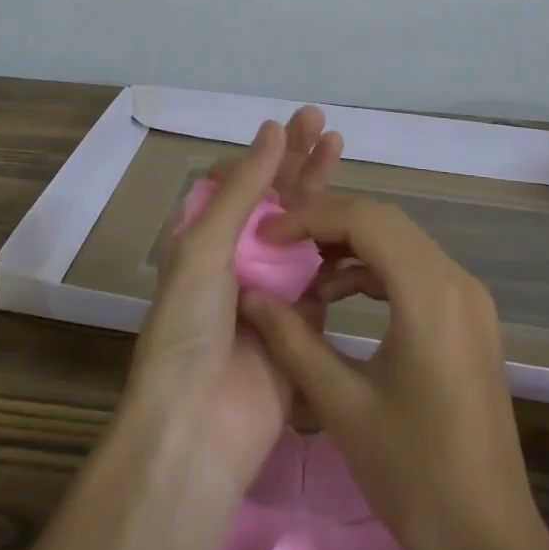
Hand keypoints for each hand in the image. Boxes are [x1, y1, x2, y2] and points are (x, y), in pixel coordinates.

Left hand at [122, 107, 342, 490]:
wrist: (199, 426)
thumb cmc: (189, 326)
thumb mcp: (206, 246)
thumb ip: (245, 188)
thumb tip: (272, 129)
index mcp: (206, 238)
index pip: (241, 181)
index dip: (268, 151)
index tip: (296, 124)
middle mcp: (239, 257)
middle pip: (275, 198)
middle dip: (298, 159)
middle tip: (324, 123)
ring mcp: (273, 287)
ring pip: (304, 228)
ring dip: (321, 191)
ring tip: (340, 149)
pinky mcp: (304, 318)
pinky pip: (323, 272)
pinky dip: (339, 243)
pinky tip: (358, 216)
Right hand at [240, 195, 545, 549]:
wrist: (490, 545)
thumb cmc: (413, 476)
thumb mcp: (341, 405)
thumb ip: (292, 340)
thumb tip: (250, 295)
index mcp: (431, 293)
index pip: (365, 219)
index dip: (310, 218)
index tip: (265, 238)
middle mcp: (457, 280)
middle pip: (384, 222)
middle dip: (327, 223)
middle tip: (278, 245)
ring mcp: (469, 298)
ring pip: (401, 242)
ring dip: (351, 246)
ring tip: (302, 271)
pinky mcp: (470, 318)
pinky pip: (416, 270)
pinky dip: (375, 270)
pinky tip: (339, 296)